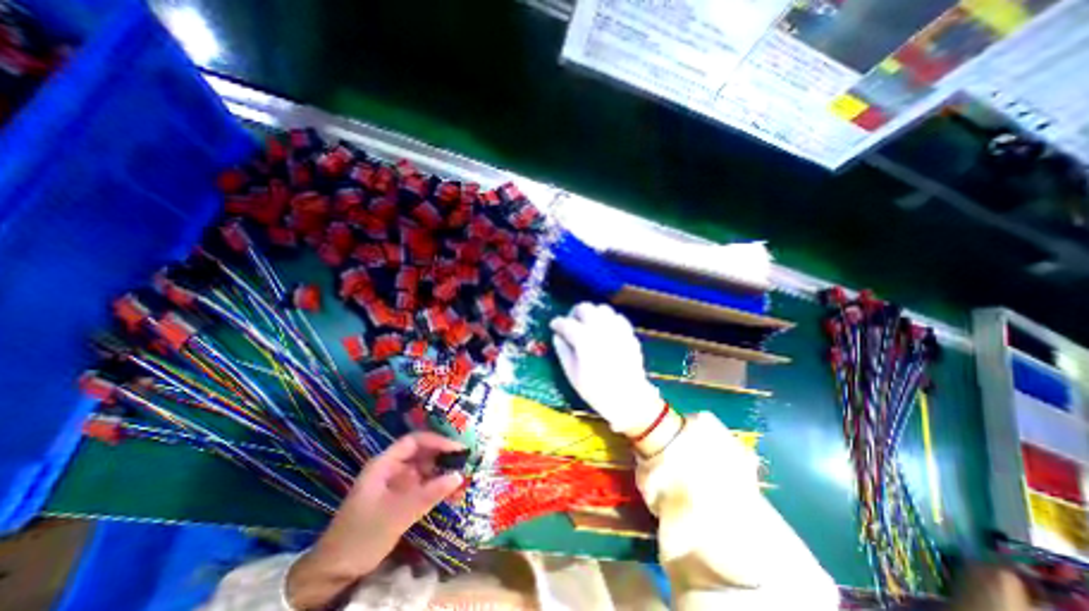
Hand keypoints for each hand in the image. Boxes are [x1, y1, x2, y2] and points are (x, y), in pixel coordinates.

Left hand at [287, 432, 459, 608]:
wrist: (334, 572)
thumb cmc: (362, 535)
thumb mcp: (398, 513)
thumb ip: (429, 493)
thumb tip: (460, 476)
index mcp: (384, 464)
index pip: (414, 441)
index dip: (437, 440)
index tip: (458, 448)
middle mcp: (391, 468)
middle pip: (421, 452)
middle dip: (442, 453)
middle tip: (466, 457)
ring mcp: (396, 483)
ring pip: (423, 468)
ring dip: (441, 469)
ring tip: (463, 471)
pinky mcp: (400, 497)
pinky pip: (422, 484)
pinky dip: (436, 484)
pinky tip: (451, 488)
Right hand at [555, 302, 663, 436]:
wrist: (628, 398)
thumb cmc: (596, 390)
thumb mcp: (572, 373)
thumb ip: (563, 351)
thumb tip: (557, 336)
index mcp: (584, 339)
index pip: (566, 323)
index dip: (557, 323)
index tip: (554, 325)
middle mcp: (600, 328)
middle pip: (585, 308)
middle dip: (574, 313)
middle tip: (571, 322)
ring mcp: (617, 329)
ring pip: (602, 309)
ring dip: (592, 313)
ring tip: (588, 324)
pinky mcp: (628, 333)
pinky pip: (617, 317)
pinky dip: (608, 319)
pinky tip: (605, 330)